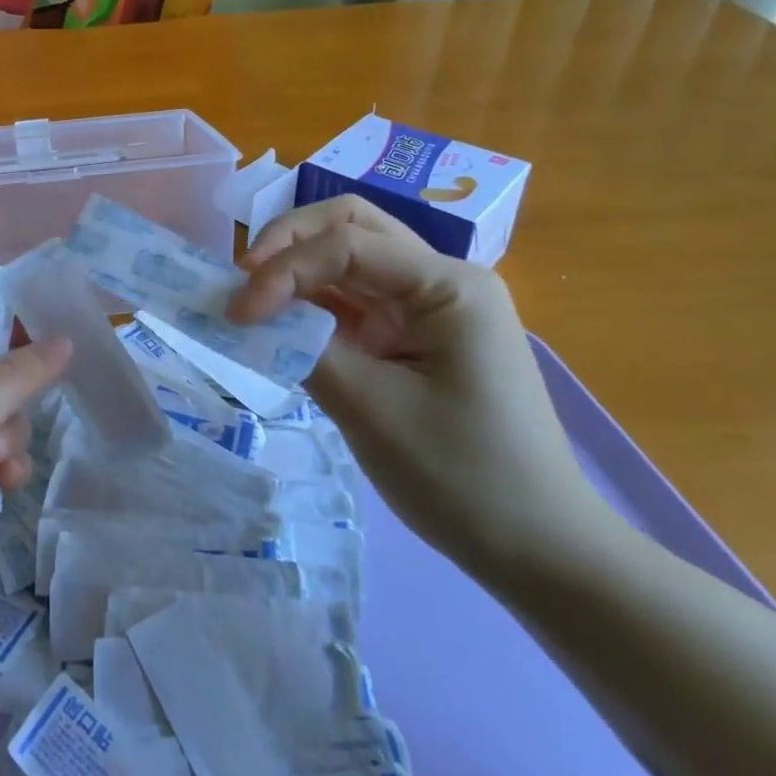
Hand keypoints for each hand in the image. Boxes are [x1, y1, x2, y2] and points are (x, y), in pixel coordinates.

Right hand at [229, 196, 613, 579]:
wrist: (536, 548)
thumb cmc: (462, 477)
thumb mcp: (372, 410)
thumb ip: (304, 350)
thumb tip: (249, 317)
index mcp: (448, 285)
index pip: (347, 245)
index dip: (284, 270)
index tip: (238, 314)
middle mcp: (440, 279)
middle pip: (352, 226)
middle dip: (290, 243)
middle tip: (244, 280)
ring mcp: (427, 307)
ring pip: (349, 257)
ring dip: (297, 269)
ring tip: (253, 297)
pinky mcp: (412, 336)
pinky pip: (353, 300)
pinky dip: (311, 303)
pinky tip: (281, 323)